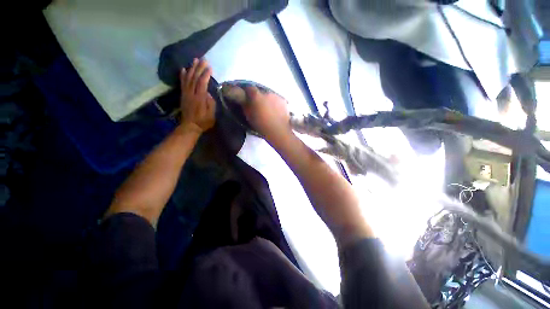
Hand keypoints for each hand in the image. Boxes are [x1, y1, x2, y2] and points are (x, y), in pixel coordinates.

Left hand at [179, 58, 215, 133]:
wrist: (190, 126)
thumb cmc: (203, 122)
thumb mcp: (211, 115)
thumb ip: (210, 104)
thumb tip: (208, 93)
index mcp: (199, 98)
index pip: (202, 83)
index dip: (205, 74)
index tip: (210, 67)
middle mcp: (191, 93)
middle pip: (195, 78)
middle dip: (199, 68)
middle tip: (203, 59)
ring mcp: (186, 94)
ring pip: (188, 78)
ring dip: (191, 68)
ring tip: (195, 60)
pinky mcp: (183, 95)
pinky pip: (182, 83)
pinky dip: (183, 75)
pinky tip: (184, 69)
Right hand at [243, 86, 291, 141]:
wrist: (278, 130)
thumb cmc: (261, 125)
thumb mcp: (249, 116)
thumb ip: (246, 106)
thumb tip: (245, 100)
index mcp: (257, 96)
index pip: (249, 88)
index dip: (248, 92)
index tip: (247, 97)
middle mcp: (267, 93)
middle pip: (261, 92)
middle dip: (259, 97)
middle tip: (259, 106)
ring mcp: (277, 96)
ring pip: (270, 96)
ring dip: (268, 100)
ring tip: (268, 110)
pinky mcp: (284, 102)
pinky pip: (277, 101)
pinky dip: (275, 104)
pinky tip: (275, 112)